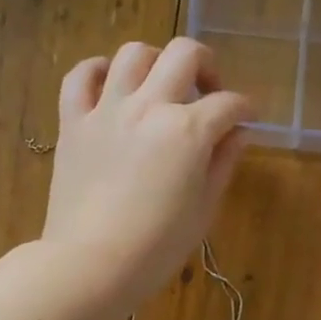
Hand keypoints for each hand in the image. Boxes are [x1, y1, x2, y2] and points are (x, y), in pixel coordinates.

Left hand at [42, 38, 252, 312]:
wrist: (91, 266)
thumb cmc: (157, 248)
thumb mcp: (204, 209)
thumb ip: (223, 162)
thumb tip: (238, 133)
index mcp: (189, 130)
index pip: (229, 104)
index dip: (246, 109)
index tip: (247, 119)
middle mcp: (149, 106)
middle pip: (185, 55)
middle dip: (207, 66)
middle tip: (208, 92)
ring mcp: (107, 110)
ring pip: (133, 54)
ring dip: (155, 62)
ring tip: (159, 87)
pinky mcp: (73, 122)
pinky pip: (80, 76)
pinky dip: (98, 71)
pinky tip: (110, 86)